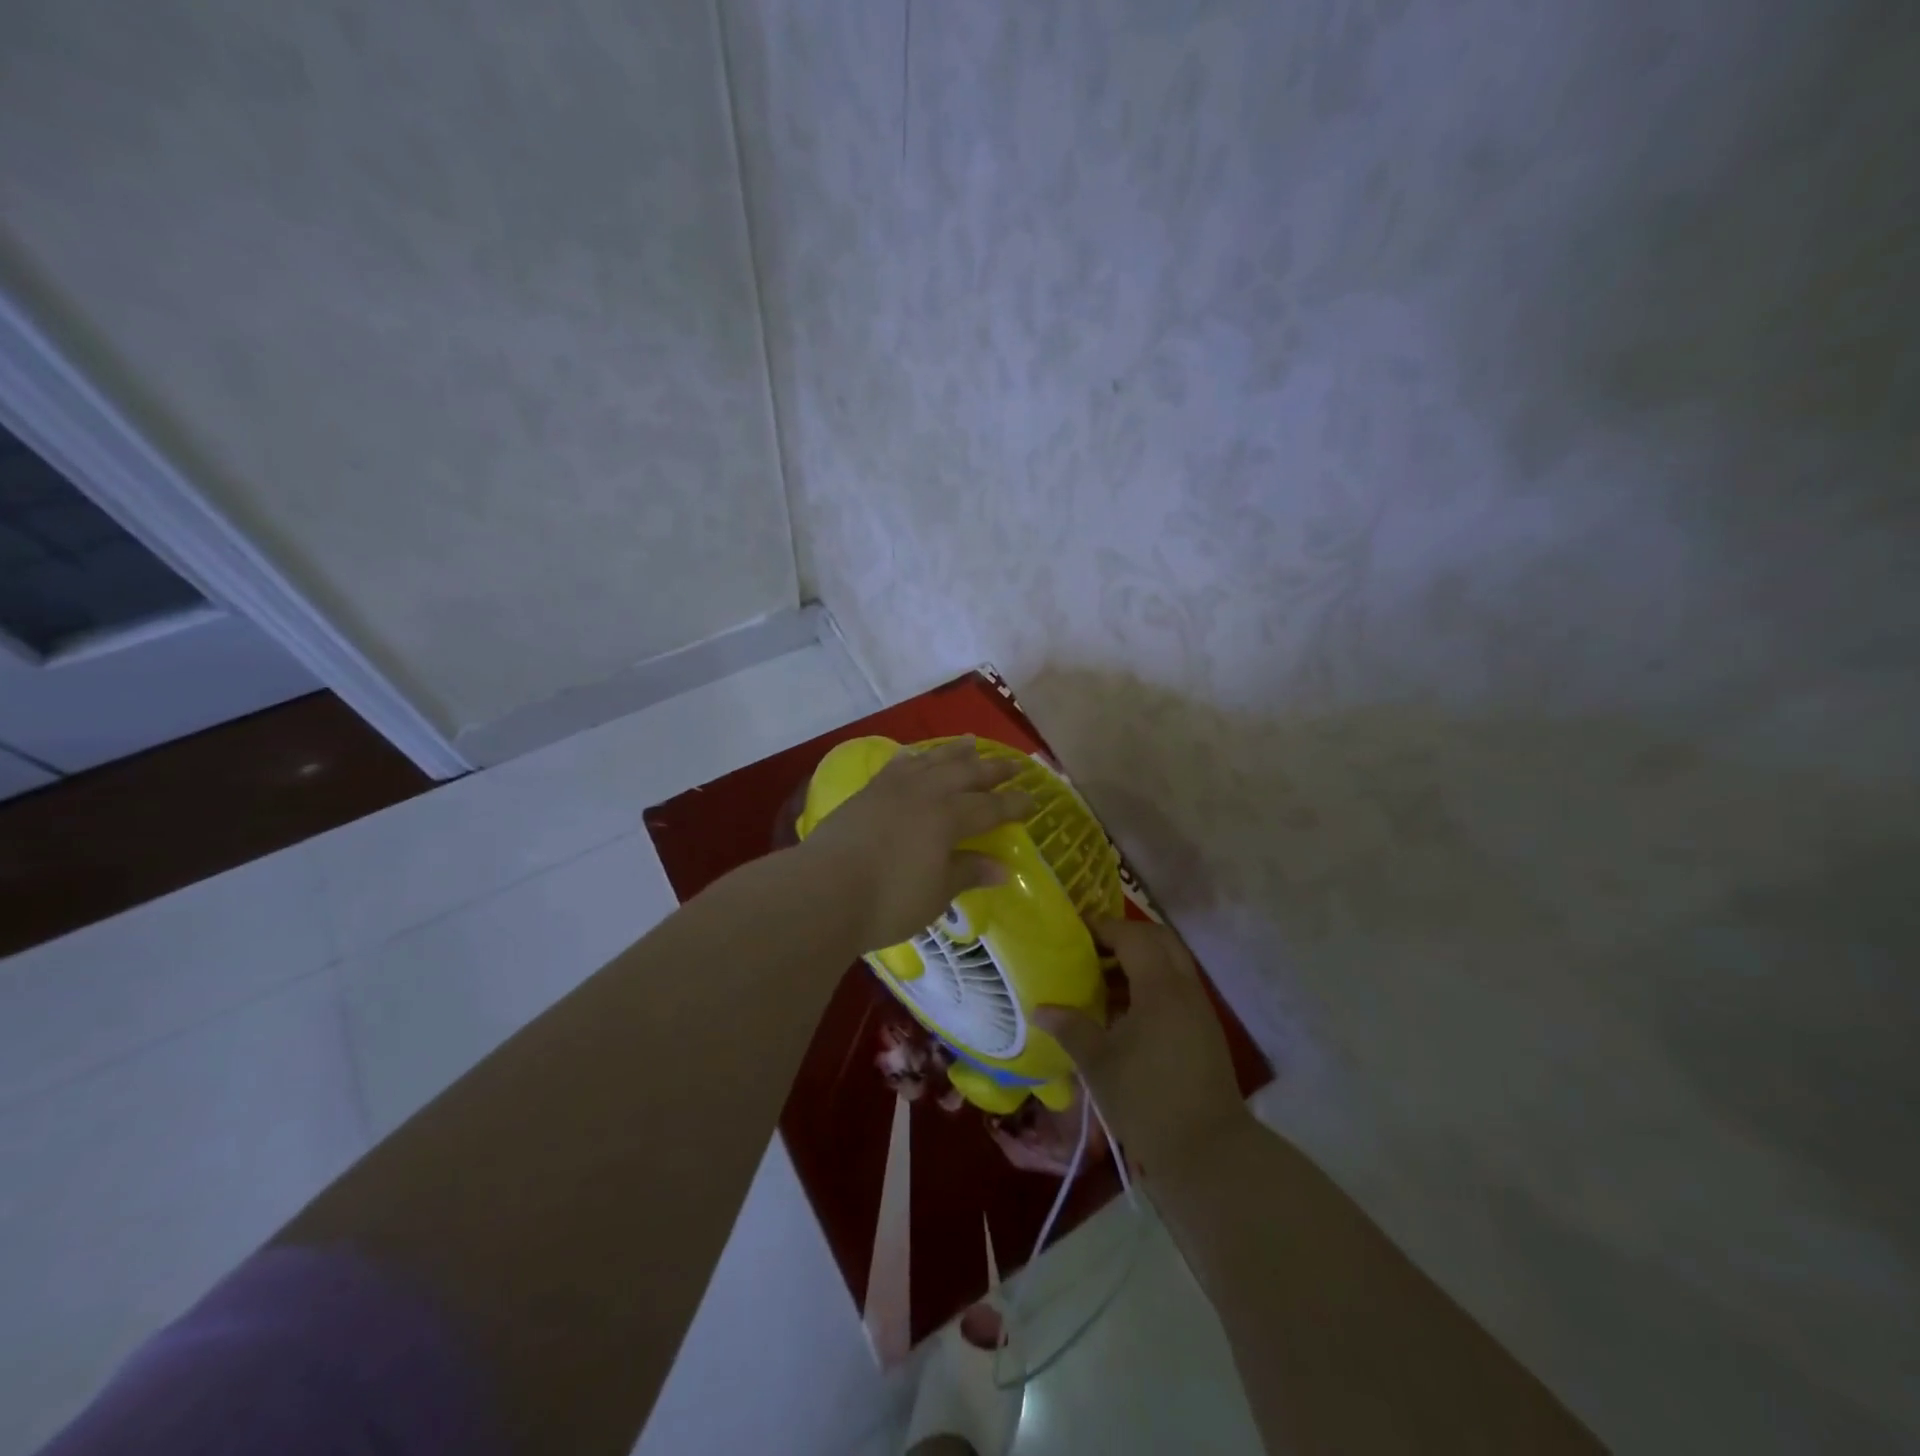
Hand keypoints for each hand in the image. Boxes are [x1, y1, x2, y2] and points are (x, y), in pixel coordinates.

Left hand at [799, 737, 1032, 953]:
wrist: (822, 890)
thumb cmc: (888, 900)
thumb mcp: (936, 894)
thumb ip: (967, 873)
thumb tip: (1001, 868)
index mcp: (949, 817)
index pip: (991, 807)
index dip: (1014, 804)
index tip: (1034, 800)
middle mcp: (925, 793)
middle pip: (966, 774)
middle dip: (992, 769)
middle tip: (1014, 764)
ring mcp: (893, 788)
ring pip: (932, 761)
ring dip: (955, 752)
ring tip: (971, 742)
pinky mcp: (867, 792)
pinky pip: (898, 765)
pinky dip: (914, 757)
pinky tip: (917, 755)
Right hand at [1035, 917, 1253, 1184]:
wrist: (1208, 1152)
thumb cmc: (1146, 1100)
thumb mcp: (1098, 1062)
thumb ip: (1070, 1027)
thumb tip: (1039, 1008)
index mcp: (1160, 987)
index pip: (1132, 936)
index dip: (1102, 928)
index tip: (1073, 933)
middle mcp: (1185, 988)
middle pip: (1158, 940)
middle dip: (1125, 937)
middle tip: (1091, 950)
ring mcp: (1199, 1009)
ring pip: (1170, 964)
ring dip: (1138, 962)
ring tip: (1101, 981)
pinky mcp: (1204, 1031)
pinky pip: (1176, 988)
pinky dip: (1150, 985)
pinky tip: (1123, 1012)